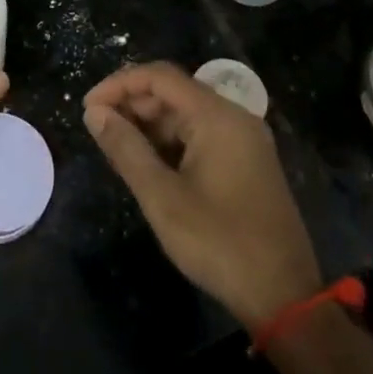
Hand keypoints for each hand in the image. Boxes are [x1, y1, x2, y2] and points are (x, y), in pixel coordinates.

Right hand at [84, 62, 321, 328]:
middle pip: (174, 92)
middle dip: (132, 104)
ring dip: (150, 125)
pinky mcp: (247, 163)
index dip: (119, 84)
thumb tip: (95, 114)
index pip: (160, 77)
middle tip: (98, 130)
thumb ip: (126, 149)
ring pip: (187, 115)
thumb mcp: (162, 197)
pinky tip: (149, 164)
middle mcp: (234, 117)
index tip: (88, 108)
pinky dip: (171, 142)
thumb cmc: (219, 242)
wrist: (284, 296)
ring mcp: (244, 140)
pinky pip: (201, 136)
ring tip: (117, 148)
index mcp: (217, 116)